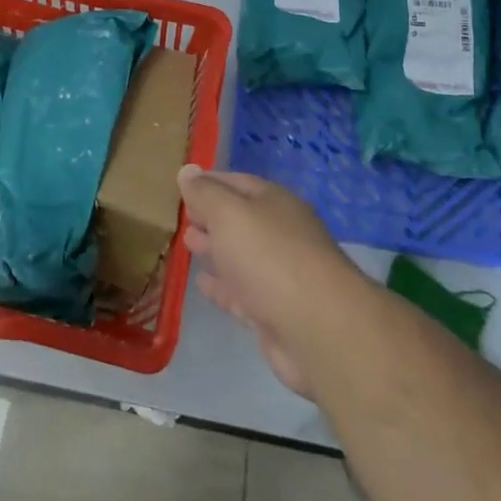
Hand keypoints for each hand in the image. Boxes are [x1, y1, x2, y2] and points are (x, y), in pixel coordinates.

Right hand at [179, 166, 368, 397]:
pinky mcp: (274, 312)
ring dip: (215, 248)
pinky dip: (221, 286)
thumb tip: (187, 171)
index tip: (181, 185)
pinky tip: (201, 284)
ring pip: (240, 255)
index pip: (236, 182)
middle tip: (181, 216)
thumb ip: (205, 193)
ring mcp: (279, 274)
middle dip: (210, 216)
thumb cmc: (270, 257)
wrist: (319, 330)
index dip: (208, 182)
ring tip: (187, 243)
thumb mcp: (229, 214)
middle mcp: (280, 234)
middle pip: (240, 219)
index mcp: (275, 203)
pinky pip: (241, 292)